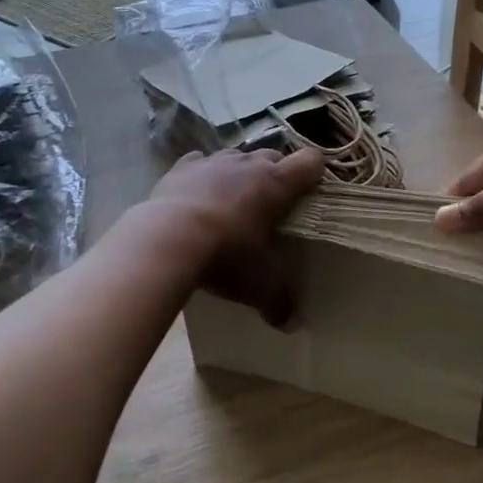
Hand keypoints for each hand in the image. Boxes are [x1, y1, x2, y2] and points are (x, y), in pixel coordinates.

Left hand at [146, 147, 325, 326]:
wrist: (167, 240)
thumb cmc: (227, 255)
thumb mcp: (259, 285)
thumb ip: (280, 303)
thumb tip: (294, 326)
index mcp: (277, 184)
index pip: (311, 161)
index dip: (315, 173)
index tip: (311, 190)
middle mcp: (248, 164)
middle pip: (273, 156)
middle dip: (276, 175)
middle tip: (271, 205)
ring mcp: (213, 162)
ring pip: (236, 156)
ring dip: (239, 173)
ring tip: (233, 201)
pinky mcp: (181, 167)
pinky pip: (198, 162)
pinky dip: (202, 174)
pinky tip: (197, 194)